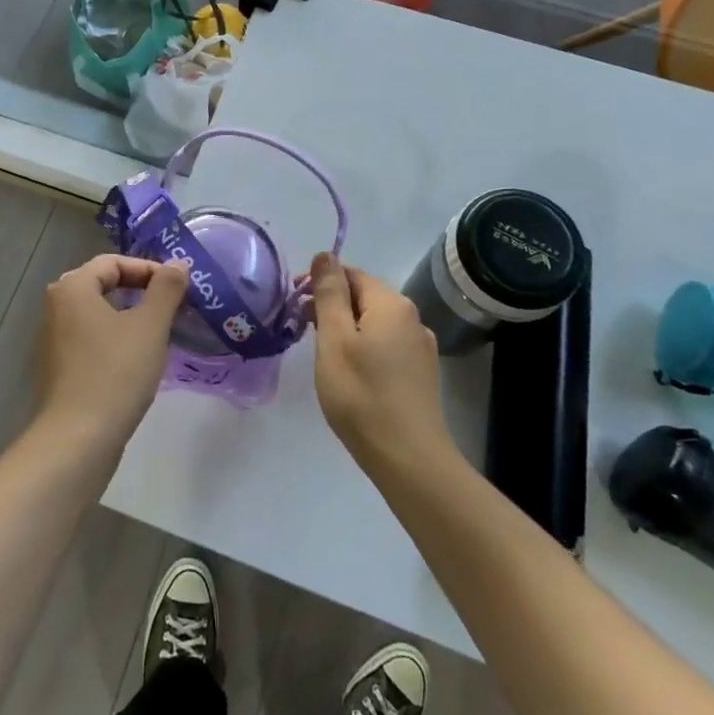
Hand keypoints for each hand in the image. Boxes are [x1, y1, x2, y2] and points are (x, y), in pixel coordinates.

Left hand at [34, 254, 188, 456]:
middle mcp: (55, 307)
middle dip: (139, 291)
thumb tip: (177, 264)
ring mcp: (52, 340)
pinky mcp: (57, 368)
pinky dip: (114, 339)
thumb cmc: (115, 373)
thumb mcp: (150, 326)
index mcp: (72, 288)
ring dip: (128, 316)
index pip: (113, 262)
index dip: (148, 269)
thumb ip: (166, 289)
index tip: (177, 287)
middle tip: (171, 306)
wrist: (77, 439)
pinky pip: (89, 339)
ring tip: (158, 333)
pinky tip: (135, 361)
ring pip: (96, 314)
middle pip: (102, 284)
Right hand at [309, 253, 456, 474]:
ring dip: (346, 327)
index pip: (351, 274)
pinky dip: (363, 346)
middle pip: (364, 296)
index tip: (293, 304)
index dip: (319, 282)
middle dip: (331, 304)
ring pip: (374, 322)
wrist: (409, 459)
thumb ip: (329, 294)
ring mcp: (420, 347)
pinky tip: (350, 372)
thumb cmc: (362, 395)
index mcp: (391, 304)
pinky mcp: (420, 373)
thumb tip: (325, 255)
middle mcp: (412, 318)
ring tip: (321, 351)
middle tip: (301, 327)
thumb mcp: (334, 340)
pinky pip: (386, 345)